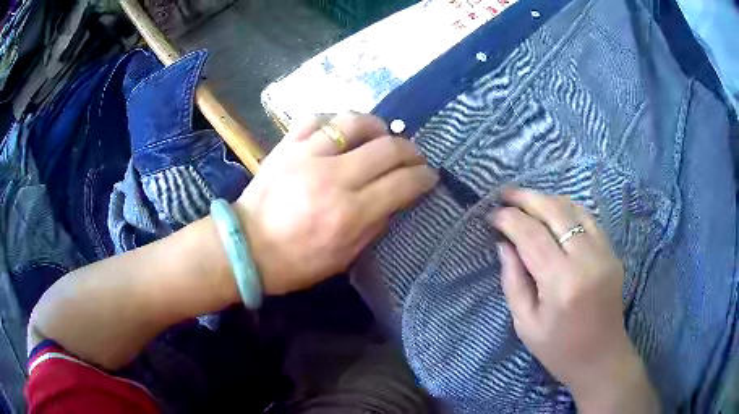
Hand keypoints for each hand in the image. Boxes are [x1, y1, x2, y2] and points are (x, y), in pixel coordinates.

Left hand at [236, 113, 437, 295]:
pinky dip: (335, 120)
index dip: (423, 177)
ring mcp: (307, 155)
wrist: (246, 247)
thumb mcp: (344, 257)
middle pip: (387, 148)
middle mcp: (332, 177)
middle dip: (410, 150)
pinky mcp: (286, 145)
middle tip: (414, 157)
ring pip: (354, 122)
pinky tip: (342, 130)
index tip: (429, 176)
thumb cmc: (296, 262)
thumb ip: (375, 224)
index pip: (402, 183)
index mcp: (349, 213)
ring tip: (383, 135)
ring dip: (378, 126)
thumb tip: (397, 197)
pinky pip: (316, 117)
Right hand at [489, 188, 657, 411]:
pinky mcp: (612, 252)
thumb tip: (504, 244)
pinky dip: (567, 209)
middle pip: (554, 211)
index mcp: (562, 283)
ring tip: (526, 201)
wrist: (601, 358)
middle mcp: (587, 260)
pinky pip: (588, 218)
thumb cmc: (558, 349)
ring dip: (546, 199)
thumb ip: (513, 280)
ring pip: (573, 208)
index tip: (491, 215)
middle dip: (526, 197)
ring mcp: (604, 252)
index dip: (509, 219)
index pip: (531, 235)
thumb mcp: (525, 323)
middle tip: (504, 195)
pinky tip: (553, 212)